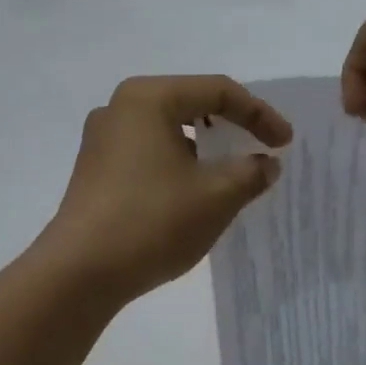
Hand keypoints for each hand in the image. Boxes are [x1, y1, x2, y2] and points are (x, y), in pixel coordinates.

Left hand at [43, 75, 292, 301]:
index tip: (285, 143)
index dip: (259, 114)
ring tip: (232, 174)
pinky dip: (178, 165)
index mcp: (148, 98)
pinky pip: (148, 154)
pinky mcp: (95, 171)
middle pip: (190, 104)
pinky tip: (194, 193)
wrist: (80, 273)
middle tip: (261, 149)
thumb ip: (250, 172)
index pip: (217, 91)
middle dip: (230, 126)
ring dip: (204, 149)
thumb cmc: (152, 221)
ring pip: (168, 131)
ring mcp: (101, 140)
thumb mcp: (216, 196)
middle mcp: (119, 108)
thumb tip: (265, 164)